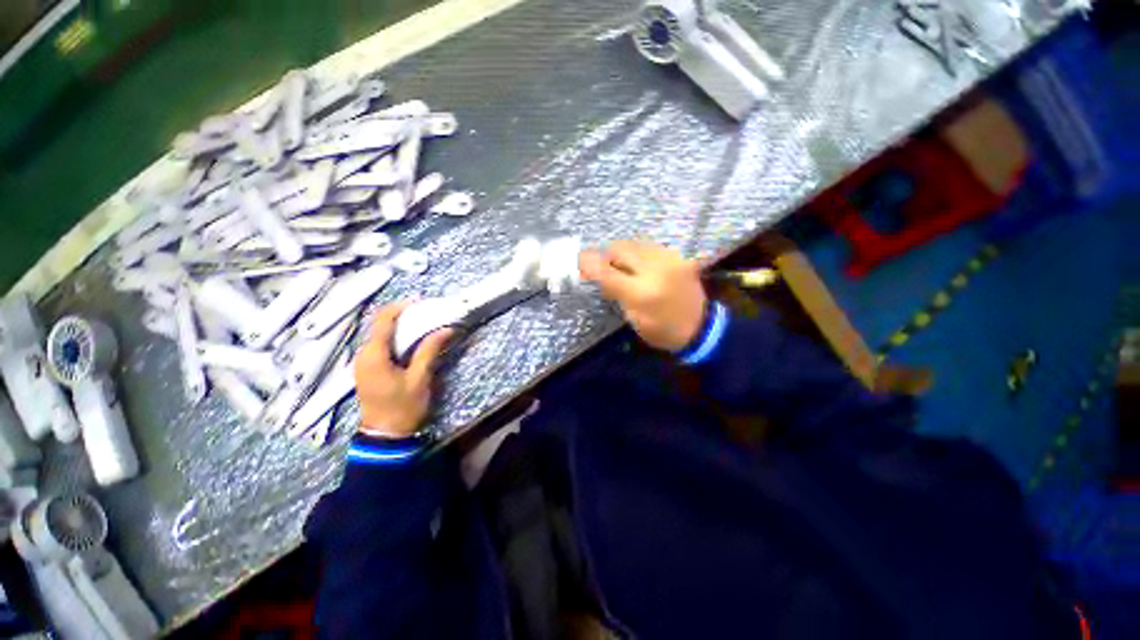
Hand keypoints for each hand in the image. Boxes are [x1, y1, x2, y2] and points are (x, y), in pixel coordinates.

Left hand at [354, 302, 452, 437]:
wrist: (385, 437)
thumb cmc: (403, 407)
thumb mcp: (419, 378)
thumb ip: (429, 351)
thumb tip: (446, 329)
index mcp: (373, 355)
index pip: (383, 320)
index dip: (401, 307)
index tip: (421, 302)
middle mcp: (363, 355)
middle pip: (381, 326)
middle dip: (405, 317)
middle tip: (429, 316)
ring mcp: (363, 363)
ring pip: (382, 336)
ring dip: (402, 329)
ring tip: (425, 327)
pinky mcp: (368, 369)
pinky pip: (382, 347)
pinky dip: (398, 340)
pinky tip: (414, 343)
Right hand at [579, 240, 706, 351]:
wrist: (701, 328)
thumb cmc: (662, 330)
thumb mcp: (634, 318)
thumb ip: (615, 292)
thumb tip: (598, 273)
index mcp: (642, 293)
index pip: (608, 272)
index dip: (589, 263)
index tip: (578, 260)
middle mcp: (656, 269)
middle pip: (620, 249)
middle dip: (606, 256)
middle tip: (602, 268)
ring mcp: (669, 259)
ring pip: (634, 243)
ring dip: (622, 254)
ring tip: (623, 268)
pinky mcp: (678, 255)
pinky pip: (649, 246)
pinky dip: (638, 253)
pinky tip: (639, 265)